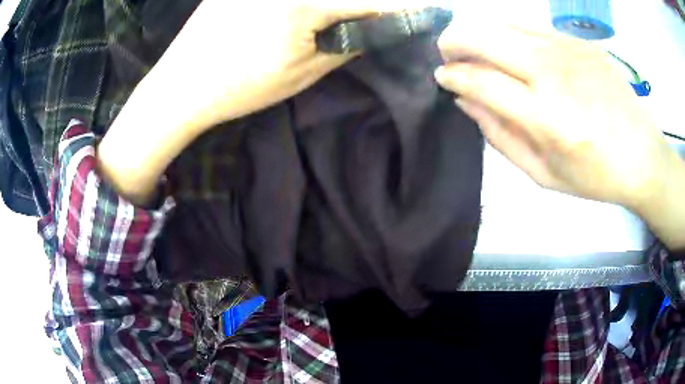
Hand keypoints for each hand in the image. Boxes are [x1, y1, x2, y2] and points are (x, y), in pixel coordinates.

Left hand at [99, 1, 426, 204]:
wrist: (180, 86)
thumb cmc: (239, 86)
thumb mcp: (302, 71)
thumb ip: (346, 41)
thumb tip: (376, 25)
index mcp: (304, 2)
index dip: (401, 5)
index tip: (426, 9)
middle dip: (375, 0)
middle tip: (390, 11)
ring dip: (344, 1)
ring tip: (357, 12)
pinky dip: (316, 0)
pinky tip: (318, 10)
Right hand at [434, 22, 684, 250]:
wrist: (642, 155)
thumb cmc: (595, 175)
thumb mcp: (542, 174)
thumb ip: (499, 136)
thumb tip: (466, 101)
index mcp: (547, 117)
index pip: (480, 80)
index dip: (452, 76)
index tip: (442, 78)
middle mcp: (553, 72)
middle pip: (482, 35)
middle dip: (453, 41)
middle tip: (450, 57)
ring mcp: (567, 49)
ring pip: (502, 22)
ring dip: (480, 35)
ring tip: (480, 54)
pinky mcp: (578, 40)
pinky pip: (530, 27)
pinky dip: (510, 36)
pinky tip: (518, 55)